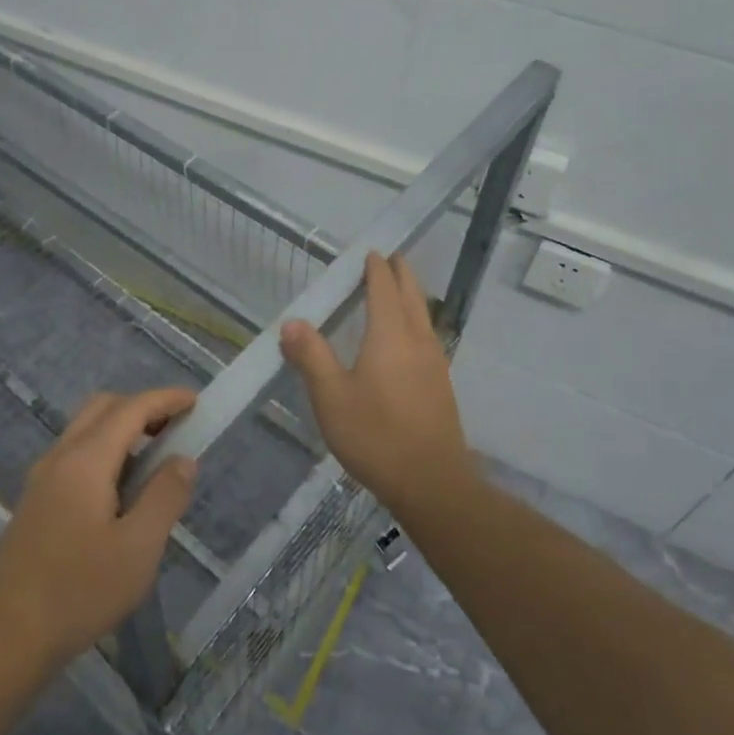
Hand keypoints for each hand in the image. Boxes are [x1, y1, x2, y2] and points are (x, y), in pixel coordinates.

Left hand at [0, 388, 197, 669]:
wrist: (5, 638)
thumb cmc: (79, 592)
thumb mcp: (139, 547)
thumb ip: (165, 496)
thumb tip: (183, 459)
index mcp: (86, 460)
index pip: (130, 409)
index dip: (166, 399)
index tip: (196, 402)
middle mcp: (59, 457)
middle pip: (103, 408)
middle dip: (143, 407)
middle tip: (177, 429)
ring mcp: (42, 478)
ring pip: (85, 430)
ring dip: (122, 429)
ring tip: (156, 460)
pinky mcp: (35, 501)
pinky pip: (75, 454)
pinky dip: (105, 450)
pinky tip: (122, 490)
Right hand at [282, 252, 477, 514]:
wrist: (431, 482)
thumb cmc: (375, 435)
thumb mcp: (331, 396)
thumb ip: (311, 356)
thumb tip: (292, 322)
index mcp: (390, 335)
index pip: (384, 288)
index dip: (376, 269)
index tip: (371, 252)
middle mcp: (417, 340)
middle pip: (412, 295)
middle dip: (401, 274)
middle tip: (390, 259)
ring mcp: (435, 363)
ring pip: (424, 315)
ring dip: (412, 296)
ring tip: (399, 291)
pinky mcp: (441, 385)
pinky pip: (428, 336)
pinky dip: (416, 320)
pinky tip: (409, 339)